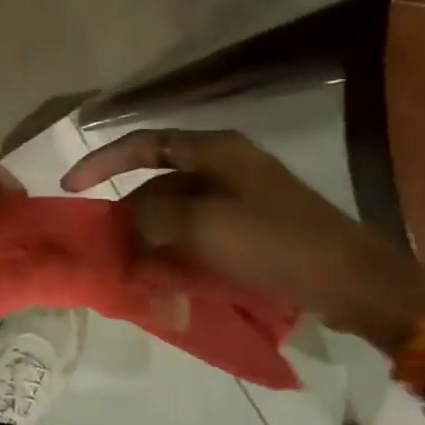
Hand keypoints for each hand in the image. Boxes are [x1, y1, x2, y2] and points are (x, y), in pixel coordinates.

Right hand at [60, 128, 424, 352]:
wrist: (352, 281)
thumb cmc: (275, 242)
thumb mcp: (204, 226)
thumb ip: (154, 217)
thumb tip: (128, 222)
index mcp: (215, 151)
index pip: (144, 143)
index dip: (103, 160)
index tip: (72, 186)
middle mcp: (226, 166)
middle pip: (159, 182)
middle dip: (130, 214)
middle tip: (109, 247)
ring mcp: (241, 198)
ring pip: (178, 213)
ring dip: (153, 239)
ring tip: (135, 271)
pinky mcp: (252, 230)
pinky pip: (200, 235)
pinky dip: (179, 252)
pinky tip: (168, 280)